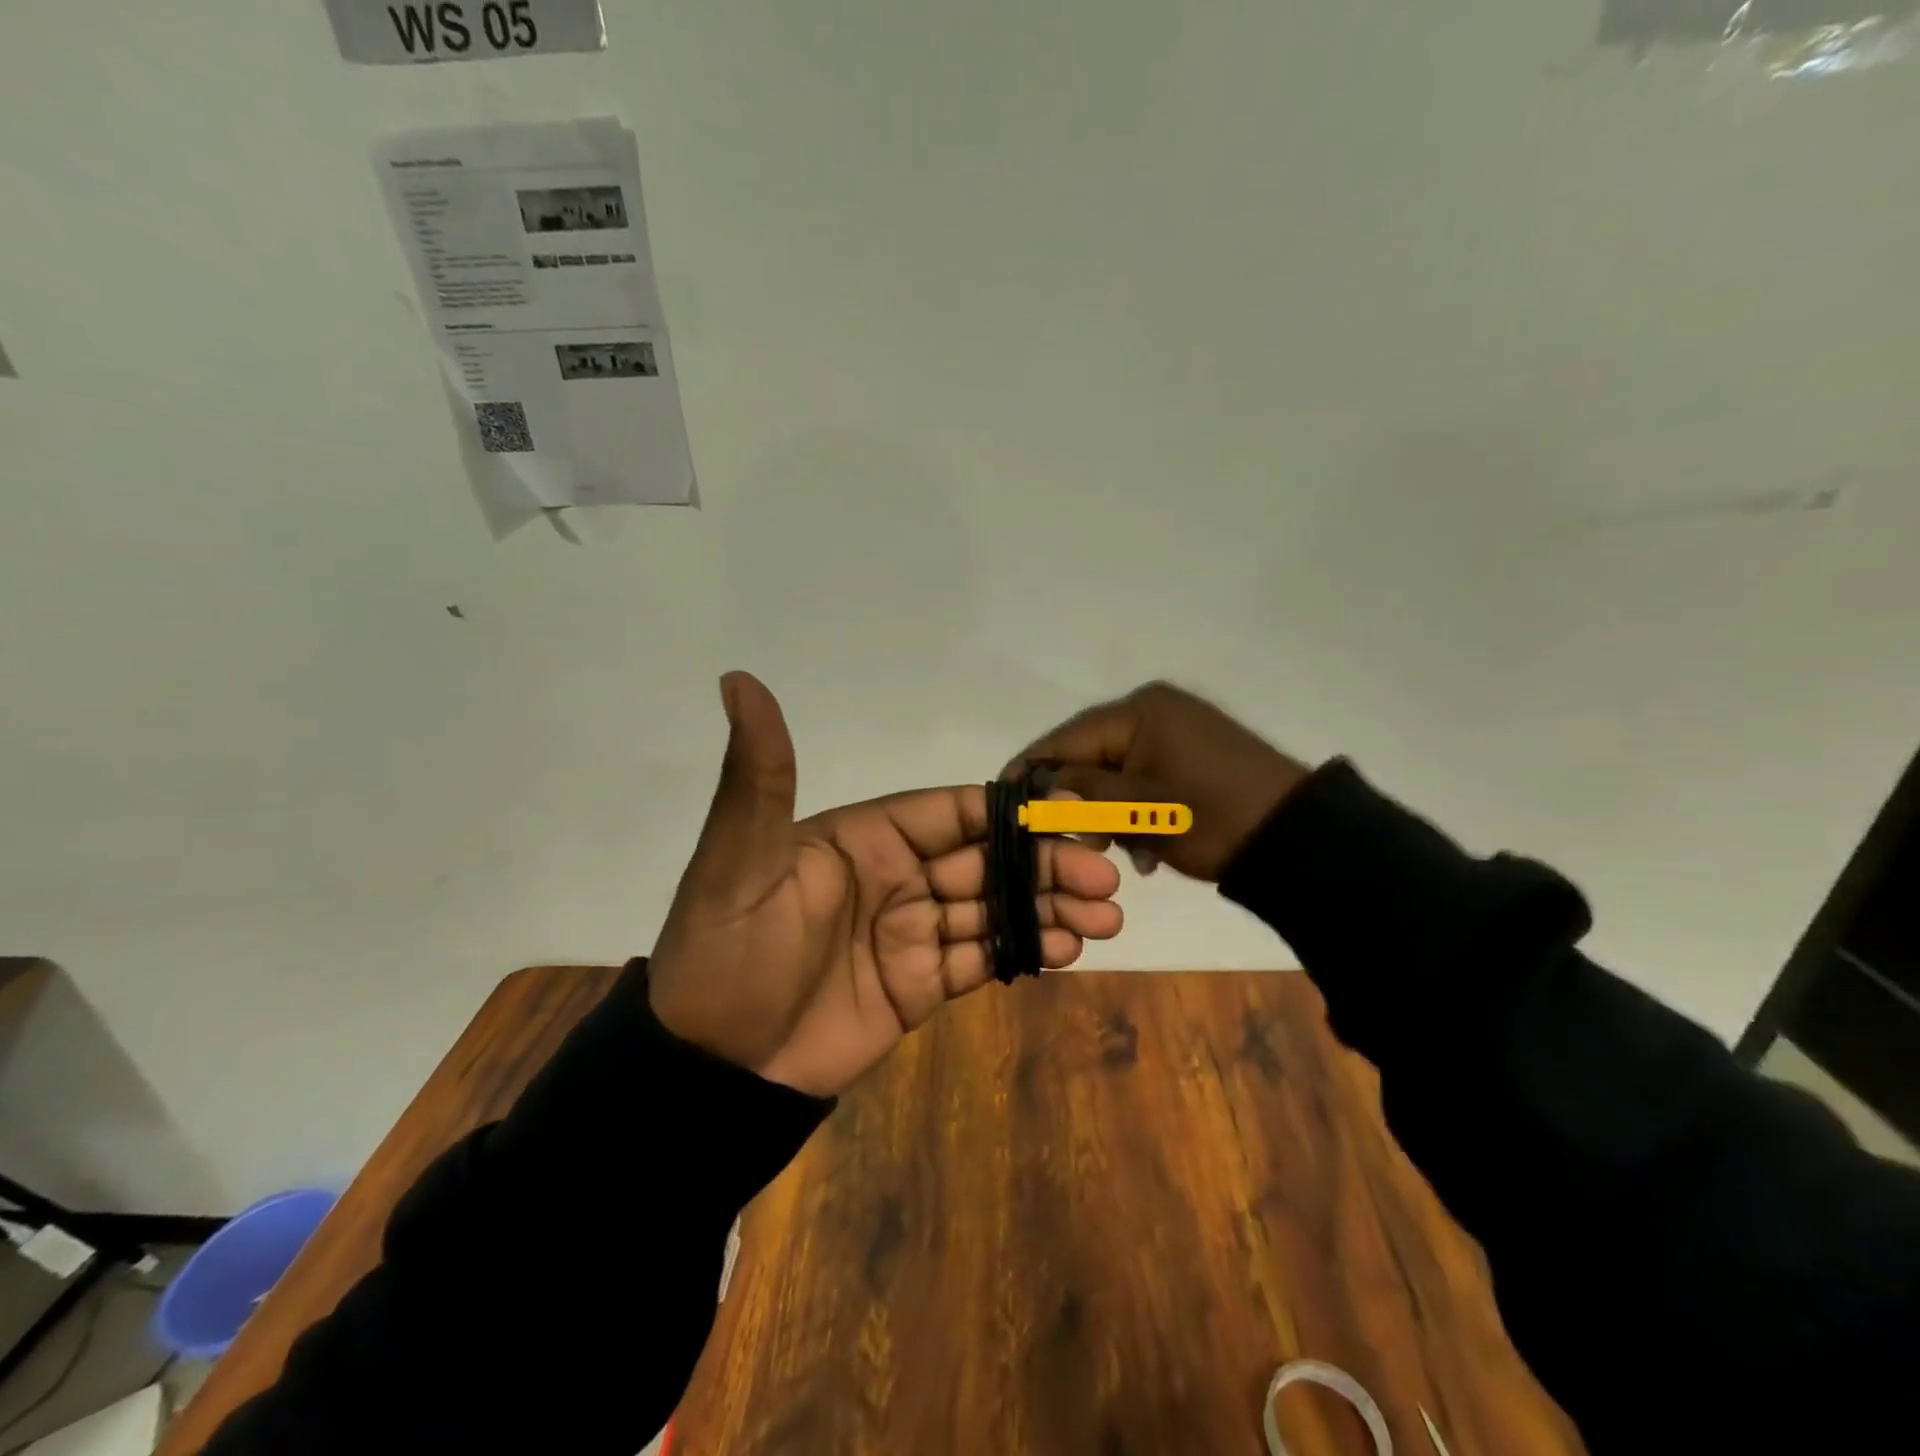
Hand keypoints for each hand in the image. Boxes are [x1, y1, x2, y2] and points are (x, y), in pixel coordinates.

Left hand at [648, 672, 1123, 1098]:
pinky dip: (1025, 951)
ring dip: (1048, 908)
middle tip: (1105, 880)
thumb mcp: (737, 861)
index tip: (1070, 815)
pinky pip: (982, 958)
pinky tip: (1066, 950)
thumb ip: (759, 776)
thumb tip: (737, 679)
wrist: (712, 1069)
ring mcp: (910, 932)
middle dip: (1044, 865)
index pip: (949, 812)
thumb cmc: (727, 954)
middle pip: (985, 860)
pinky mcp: (919, 984)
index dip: (1008, 813)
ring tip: (1104, 919)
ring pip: (992, 908)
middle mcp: (894, 876)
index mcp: (862, 838)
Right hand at [1007, 682, 1311, 882]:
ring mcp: (1176, 730)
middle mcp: (1154, 710)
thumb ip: (1081, 793)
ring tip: (1112, 849)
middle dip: (1075, 798)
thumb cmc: (1213, 818)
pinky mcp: (1192, 753)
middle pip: (1090, 753)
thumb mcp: (1139, 809)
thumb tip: (1037, 788)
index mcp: (1139, 711)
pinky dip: (1136, 810)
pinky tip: (1144, 848)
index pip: (1066, 738)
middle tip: (1067, 841)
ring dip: (1107, 811)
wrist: (1298, 838)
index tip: (1003, 799)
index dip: (1031, 770)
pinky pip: (1144, 777)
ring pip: (1116, 770)